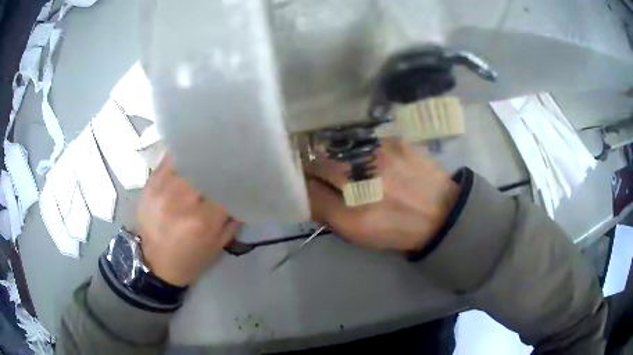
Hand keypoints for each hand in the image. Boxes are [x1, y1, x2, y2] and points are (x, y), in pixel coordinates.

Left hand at [136, 155, 240, 286]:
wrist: (156, 265)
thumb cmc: (190, 259)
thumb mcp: (217, 245)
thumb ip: (232, 219)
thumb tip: (240, 195)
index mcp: (202, 221)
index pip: (224, 188)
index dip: (233, 180)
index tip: (239, 174)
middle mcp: (181, 202)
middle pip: (205, 170)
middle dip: (215, 167)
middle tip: (222, 164)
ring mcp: (162, 191)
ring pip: (186, 162)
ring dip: (197, 161)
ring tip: (204, 158)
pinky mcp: (149, 186)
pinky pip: (166, 162)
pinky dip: (178, 158)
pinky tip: (186, 158)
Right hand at [306, 139, 458, 251]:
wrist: (441, 212)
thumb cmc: (397, 228)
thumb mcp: (359, 234)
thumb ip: (327, 214)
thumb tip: (306, 192)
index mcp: (353, 215)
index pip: (309, 191)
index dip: (302, 185)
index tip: (303, 184)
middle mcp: (363, 182)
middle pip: (318, 164)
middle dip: (314, 168)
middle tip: (321, 172)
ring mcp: (380, 156)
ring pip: (338, 148)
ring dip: (334, 155)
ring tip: (347, 164)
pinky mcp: (395, 141)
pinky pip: (362, 140)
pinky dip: (358, 148)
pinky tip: (370, 157)